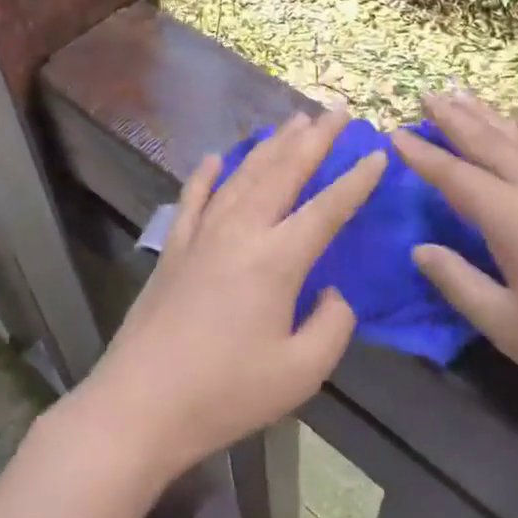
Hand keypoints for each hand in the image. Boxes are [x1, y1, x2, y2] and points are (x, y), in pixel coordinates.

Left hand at [74, 110, 386, 482]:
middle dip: (314, 139)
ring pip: (243, 175)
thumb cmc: (226, 393)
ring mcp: (202, 235)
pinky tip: (217, 156)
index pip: (327, 208)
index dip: (356, 180)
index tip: (378, 153)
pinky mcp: (174, 248)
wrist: (140, 405)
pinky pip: (194, 197)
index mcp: (277, 259)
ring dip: (271, 145)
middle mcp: (240, 232)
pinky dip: (207, 173)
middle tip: (337, 111)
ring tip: (292, 121)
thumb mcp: (301, 373)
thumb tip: (333, 293)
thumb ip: (332, 326)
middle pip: (283, 172)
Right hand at [391, 92, 517, 419]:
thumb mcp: (505, 324)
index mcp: (514, 220)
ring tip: (466, 98)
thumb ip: (458, 281)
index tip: (395, 133)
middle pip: (491, 144)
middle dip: (456, 119)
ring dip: (491, 119)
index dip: (423, 156)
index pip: (457, 177)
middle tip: (428, 95)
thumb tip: (420, 249)